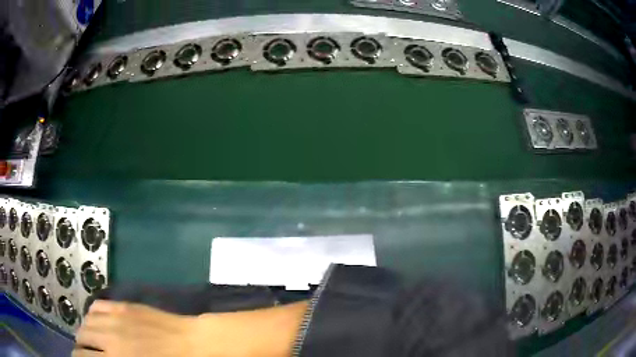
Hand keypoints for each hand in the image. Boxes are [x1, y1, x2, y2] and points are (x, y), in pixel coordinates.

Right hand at [73, 300, 199, 356]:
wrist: (194, 344)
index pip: (84, 356)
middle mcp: (109, 336)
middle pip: (81, 336)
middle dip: (80, 346)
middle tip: (85, 352)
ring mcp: (116, 318)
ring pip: (87, 320)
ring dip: (85, 330)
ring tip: (89, 338)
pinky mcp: (124, 306)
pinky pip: (98, 306)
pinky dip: (93, 314)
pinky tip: (97, 321)